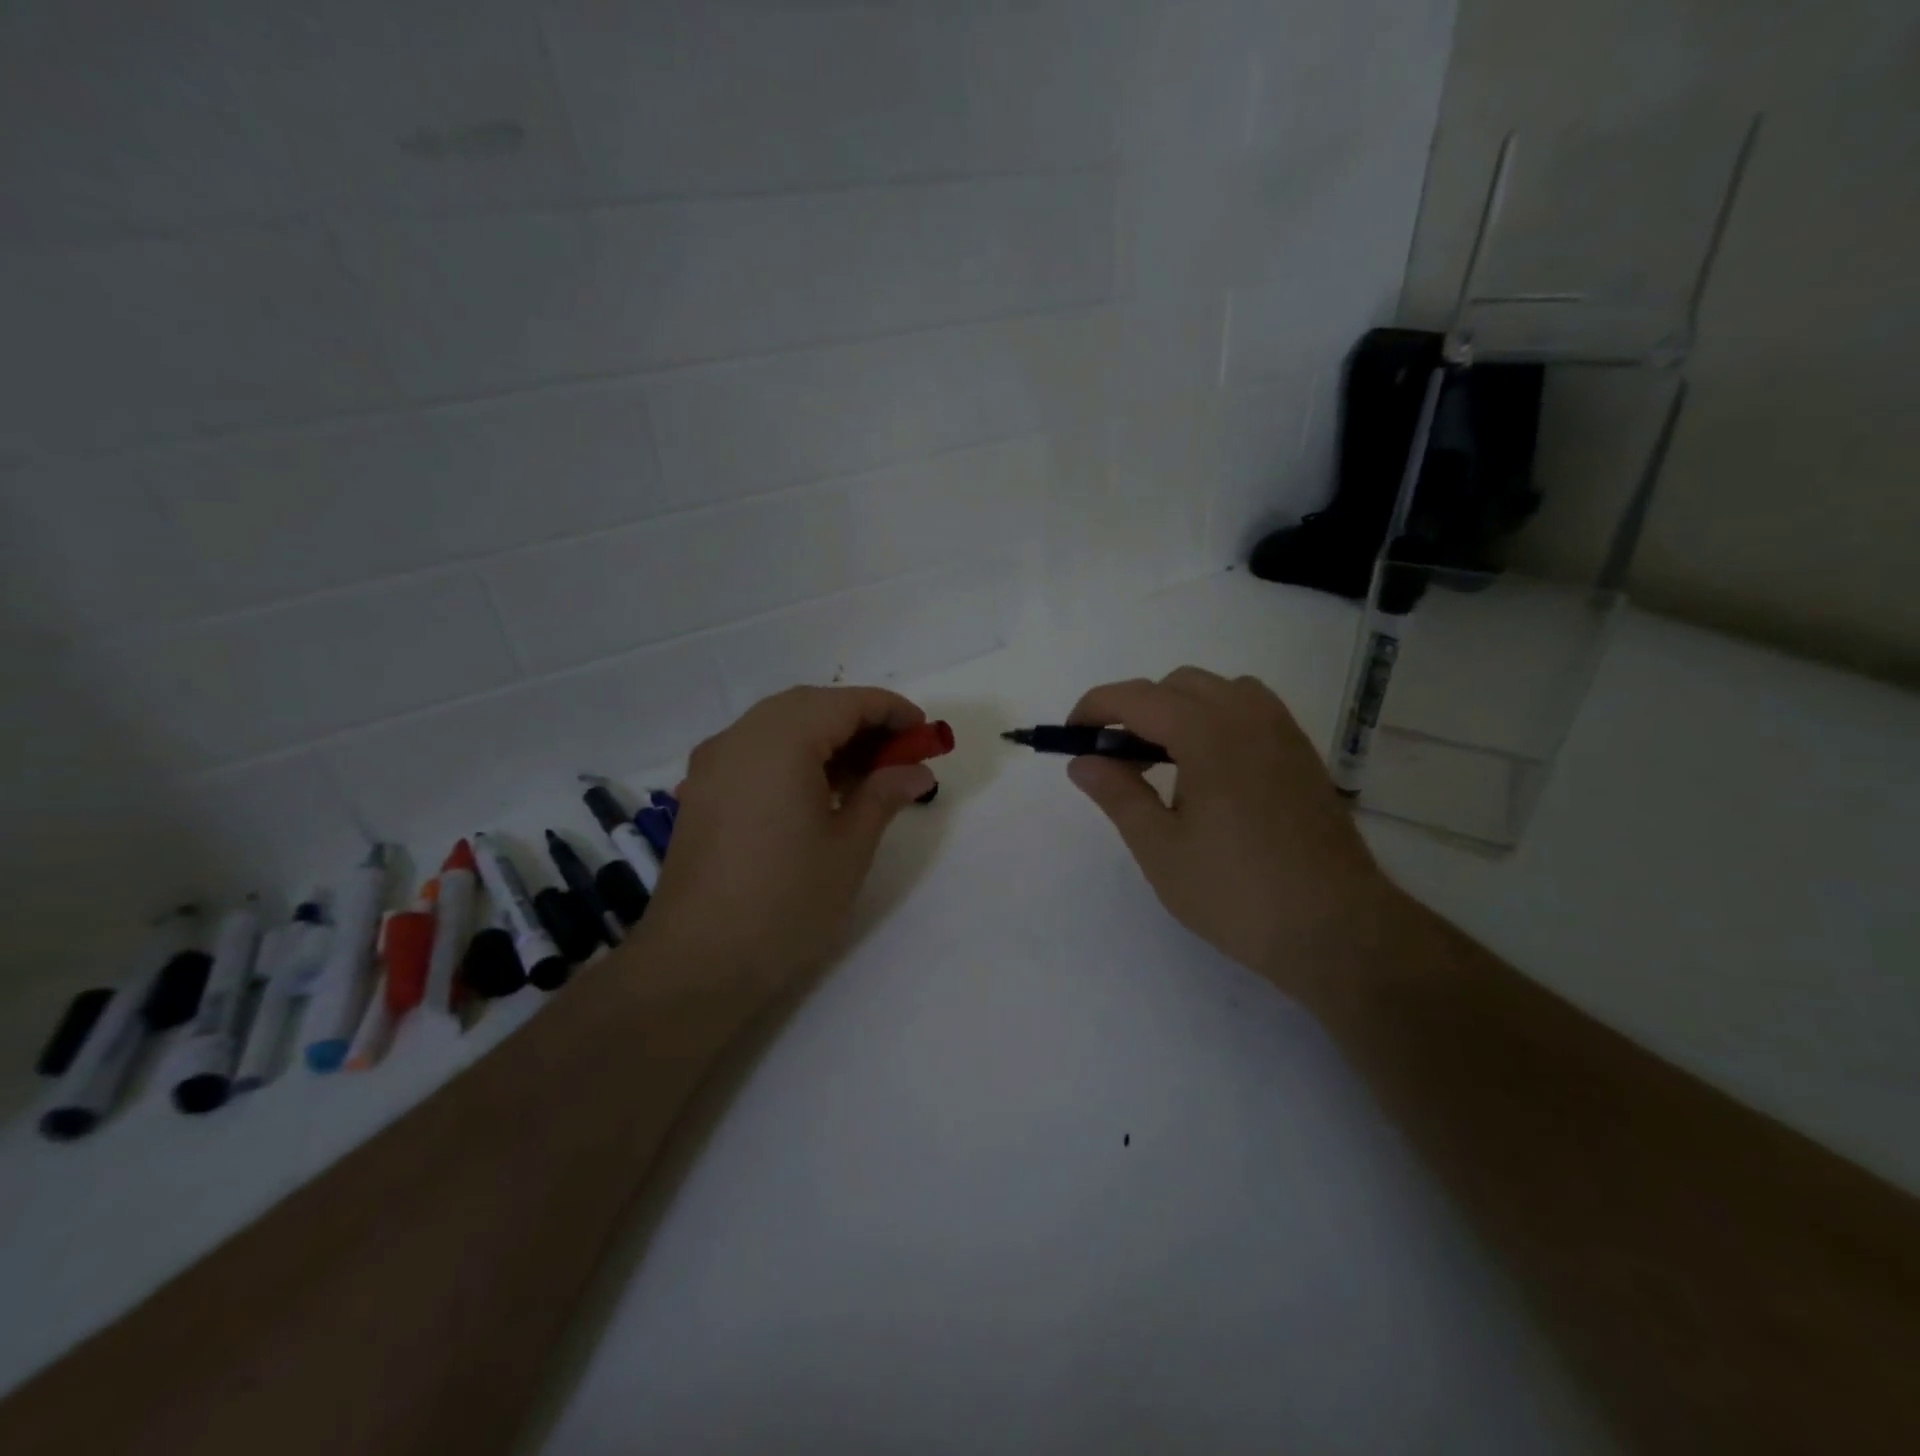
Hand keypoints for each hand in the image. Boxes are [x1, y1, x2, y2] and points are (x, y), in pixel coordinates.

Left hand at [645, 686, 936, 993]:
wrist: (697, 962)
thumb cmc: (786, 901)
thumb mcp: (849, 847)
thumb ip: (884, 794)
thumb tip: (917, 770)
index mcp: (781, 741)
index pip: (845, 703)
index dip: (891, 711)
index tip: (924, 733)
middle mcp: (740, 737)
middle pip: (809, 706)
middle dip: (859, 721)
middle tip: (898, 755)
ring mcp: (713, 763)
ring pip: (779, 725)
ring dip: (825, 737)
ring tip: (864, 776)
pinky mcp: (701, 791)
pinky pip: (755, 751)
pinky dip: (792, 755)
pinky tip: (817, 792)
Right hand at [1065, 668, 1399, 996]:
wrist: (1336, 928)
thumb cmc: (1236, 892)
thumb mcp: (1160, 849)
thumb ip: (1118, 794)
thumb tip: (1082, 761)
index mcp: (1208, 733)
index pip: (1137, 697)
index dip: (1095, 708)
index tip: (1071, 736)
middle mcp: (1248, 716)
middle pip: (1176, 685)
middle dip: (1135, 710)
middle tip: (1116, 761)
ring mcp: (1282, 732)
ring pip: (1217, 691)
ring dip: (1178, 710)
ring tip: (1163, 762)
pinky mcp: (1301, 754)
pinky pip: (1249, 710)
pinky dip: (1215, 720)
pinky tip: (1209, 771)